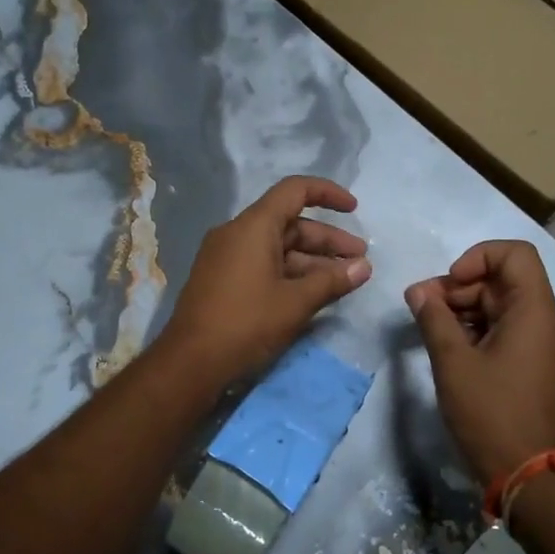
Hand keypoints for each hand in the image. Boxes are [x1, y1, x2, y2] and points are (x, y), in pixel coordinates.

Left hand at [161, 176, 372, 387]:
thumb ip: (332, 280)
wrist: (190, 363)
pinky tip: (313, 292)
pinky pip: (262, 263)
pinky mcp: (221, 279)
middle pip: (290, 223)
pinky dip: (290, 272)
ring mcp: (226, 256)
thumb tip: (364, 267)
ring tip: (344, 280)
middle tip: (360, 261)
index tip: (354, 210)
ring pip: (278, 247)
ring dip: (312, 261)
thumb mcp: (295, 303)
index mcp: (253, 226)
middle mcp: (236, 233)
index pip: (295, 191)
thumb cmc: (246, 324)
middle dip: (328, 240)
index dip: (328, 194)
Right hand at [405, 241, 554, 483]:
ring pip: (503, 307)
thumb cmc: (490, 413)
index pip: (515, 254)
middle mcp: (547, 323)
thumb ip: (434, 318)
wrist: (527, 475)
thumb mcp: (453, 362)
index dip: (478, 257)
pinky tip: (450, 347)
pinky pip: (508, 331)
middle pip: (504, 281)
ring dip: (465, 309)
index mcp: (535, 312)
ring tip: (429, 326)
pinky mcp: (537, 367)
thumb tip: (418, 292)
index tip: (449, 283)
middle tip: (422, 306)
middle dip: (460, 287)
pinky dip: (479, 330)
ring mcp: (545, 347)